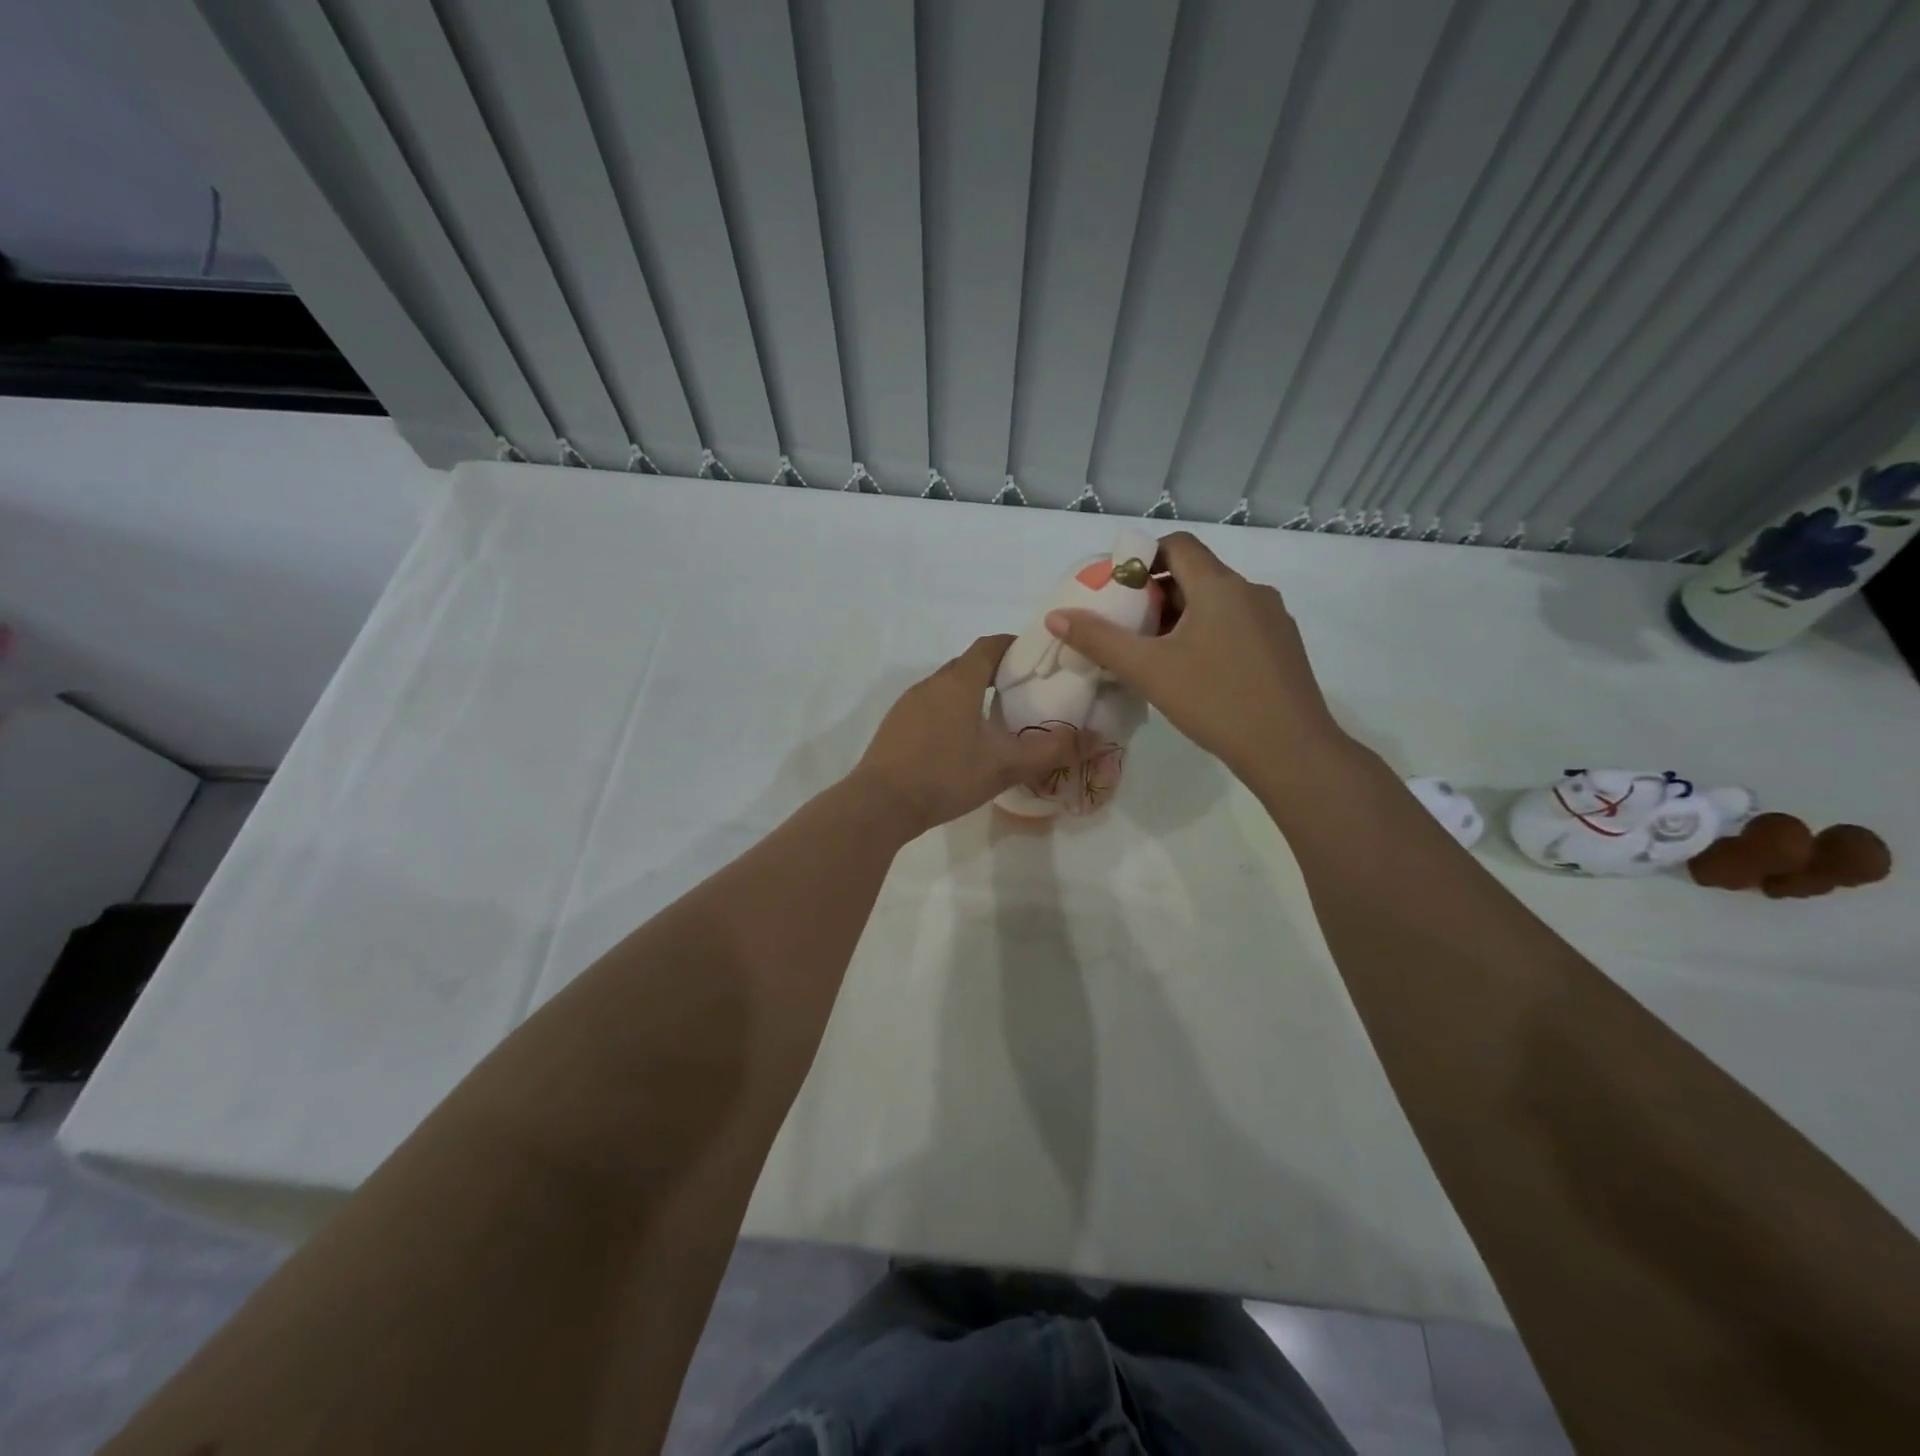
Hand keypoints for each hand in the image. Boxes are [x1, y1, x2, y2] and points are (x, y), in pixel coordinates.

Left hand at [853, 635, 1078, 837]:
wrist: (880, 804)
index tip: (1034, 658)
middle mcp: (931, 684)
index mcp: (959, 682)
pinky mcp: (895, 725)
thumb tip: (1094, 737)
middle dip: (995, 672)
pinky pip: (929, 706)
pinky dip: (949, 711)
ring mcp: (908, 704)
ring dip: (970, 693)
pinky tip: (959, 742)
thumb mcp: (1003, 766)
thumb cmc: (945, 776)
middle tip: (1022, 693)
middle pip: (967, 665)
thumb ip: (1049, 751)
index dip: (1013, 645)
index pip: (989, 646)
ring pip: (947, 687)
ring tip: (994, 719)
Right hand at [1044, 531, 1348, 783]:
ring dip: (1182, 616)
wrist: (1290, 749)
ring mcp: (1273, 619)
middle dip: (1156, 594)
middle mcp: (1251, 591)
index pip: (1177, 545)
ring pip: (1217, 602)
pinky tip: (1196, 672)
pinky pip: (1237, 624)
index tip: (1117, 588)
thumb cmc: (1215, 701)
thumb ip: (1099, 640)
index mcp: (1220, 586)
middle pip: (1196, 574)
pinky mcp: (1283, 646)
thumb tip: (1056, 616)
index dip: (1142, 556)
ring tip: (1155, 653)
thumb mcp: (1148, 670)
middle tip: (1127, 627)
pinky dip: (1209, 633)